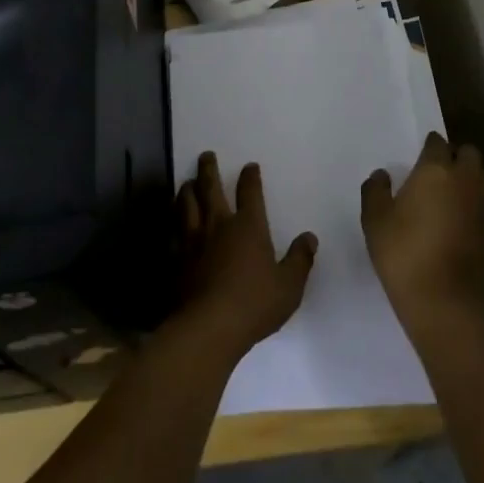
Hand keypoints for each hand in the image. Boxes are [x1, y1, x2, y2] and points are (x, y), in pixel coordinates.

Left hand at [175, 153, 317, 358]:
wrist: (208, 327)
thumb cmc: (254, 304)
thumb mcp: (289, 286)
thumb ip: (299, 260)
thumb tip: (309, 237)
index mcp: (248, 227)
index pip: (250, 193)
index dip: (250, 177)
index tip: (250, 166)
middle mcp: (218, 225)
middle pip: (210, 188)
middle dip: (209, 170)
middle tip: (206, 155)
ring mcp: (193, 241)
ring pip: (187, 205)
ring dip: (187, 190)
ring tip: (186, 182)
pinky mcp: (177, 259)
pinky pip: (174, 231)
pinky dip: (174, 220)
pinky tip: (174, 222)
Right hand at [361, 133, 483, 332]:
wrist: (447, 302)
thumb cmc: (404, 254)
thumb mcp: (375, 221)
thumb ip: (375, 191)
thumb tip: (382, 175)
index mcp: (436, 170)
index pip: (437, 143)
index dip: (428, 146)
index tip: (417, 157)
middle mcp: (465, 180)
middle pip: (468, 153)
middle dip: (455, 155)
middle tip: (434, 171)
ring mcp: (482, 205)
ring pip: (480, 176)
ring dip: (467, 177)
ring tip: (445, 193)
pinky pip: (482, 202)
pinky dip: (471, 202)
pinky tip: (453, 218)